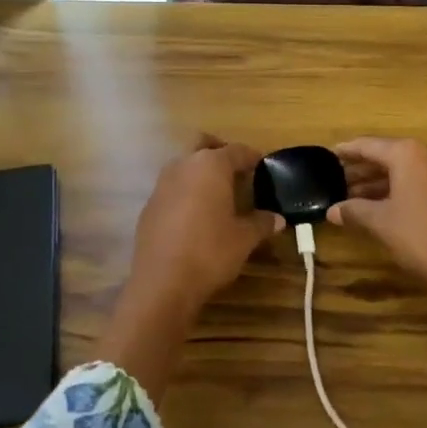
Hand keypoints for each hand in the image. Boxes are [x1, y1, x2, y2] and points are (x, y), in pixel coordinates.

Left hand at [98, 135, 282, 397]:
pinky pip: (172, 188)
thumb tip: (277, 219)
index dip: (252, 157)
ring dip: (200, 172)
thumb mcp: (244, 239)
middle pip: (202, 144)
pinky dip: (185, 192)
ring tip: (217, 193)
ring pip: (184, 165)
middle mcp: (183, 166)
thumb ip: (261, 223)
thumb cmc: (211, 252)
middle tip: (235, 169)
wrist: (162, 282)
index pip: (236, 151)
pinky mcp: (149, 205)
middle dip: (219, 151)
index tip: (262, 165)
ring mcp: (161, 184)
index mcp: (211, 166)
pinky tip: (195, 215)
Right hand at [330, 136, 426, 383]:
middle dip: (362, 169)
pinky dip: (399, 189)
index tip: (328, 155)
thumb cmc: (421, 236)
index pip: (368, 145)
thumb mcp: (381, 222)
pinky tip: (382, 206)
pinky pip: (419, 182)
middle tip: (337, 180)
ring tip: (353, 196)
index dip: (346, 151)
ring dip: (379, 182)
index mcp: (407, 154)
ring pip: (404, 171)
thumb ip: (354, 211)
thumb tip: (332, 210)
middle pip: (387, 156)